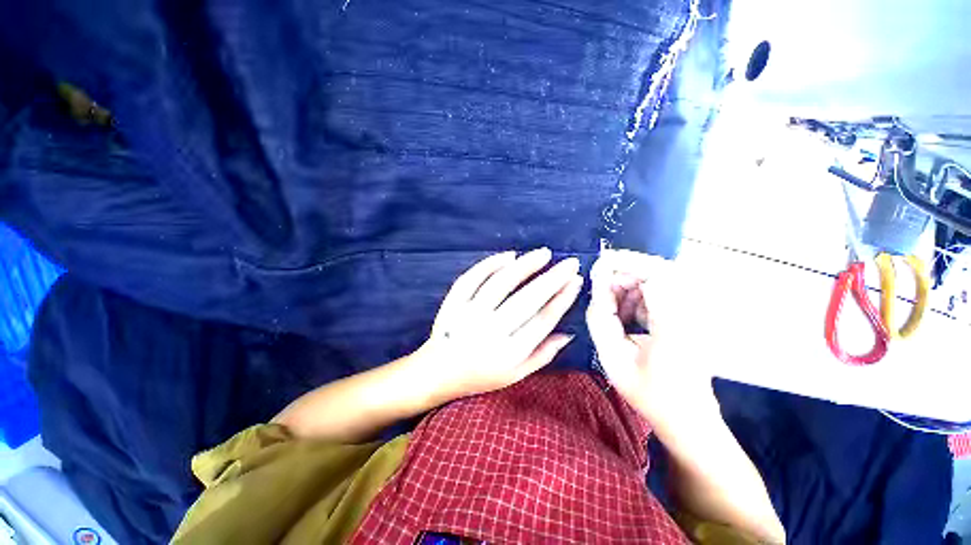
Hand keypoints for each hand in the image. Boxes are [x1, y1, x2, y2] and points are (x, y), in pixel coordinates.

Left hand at [415, 248, 583, 401]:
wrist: (438, 373)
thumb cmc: (481, 376)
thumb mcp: (515, 375)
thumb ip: (542, 355)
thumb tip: (568, 334)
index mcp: (509, 353)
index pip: (543, 320)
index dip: (562, 299)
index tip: (576, 281)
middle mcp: (491, 331)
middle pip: (527, 299)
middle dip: (553, 278)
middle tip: (570, 263)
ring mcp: (469, 314)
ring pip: (501, 283)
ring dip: (525, 265)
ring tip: (544, 254)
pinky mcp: (454, 303)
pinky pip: (473, 278)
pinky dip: (491, 264)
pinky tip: (509, 255)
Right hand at [585, 249, 715, 432]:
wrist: (687, 418)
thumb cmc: (649, 394)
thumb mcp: (613, 359)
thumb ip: (600, 319)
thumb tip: (598, 289)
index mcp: (673, 324)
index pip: (653, 274)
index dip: (624, 262)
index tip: (599, 264)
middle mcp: (690, 313)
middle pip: (658, 270)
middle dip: (624, 273)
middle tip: (602, 289)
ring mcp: (694, 314)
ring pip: (660, 279)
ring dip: (631, 286)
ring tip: (613, 309)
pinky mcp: (690, 317)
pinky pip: (662, 293)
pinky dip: (640, 297)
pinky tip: (629, 315)